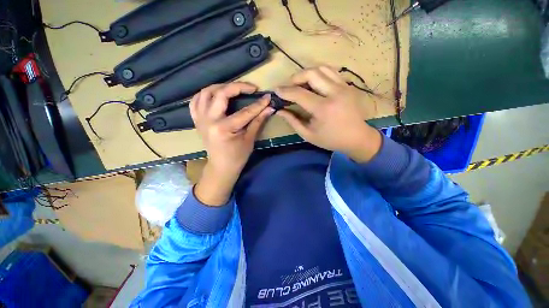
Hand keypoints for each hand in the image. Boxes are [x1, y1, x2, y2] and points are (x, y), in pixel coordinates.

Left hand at [190, 82, 273, 204]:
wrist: (221, 166)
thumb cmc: (237, 156)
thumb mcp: (249, 140)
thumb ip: (258, 122)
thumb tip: (269, 108)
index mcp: (223, 128)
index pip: (244, 112)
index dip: (258, 104)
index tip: (267, 97)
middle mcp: (209, 120)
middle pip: (221, 94)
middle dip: (238, 87)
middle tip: (251, 88)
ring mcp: (200, 119)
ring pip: (206, 92)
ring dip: (221, 87)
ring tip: (234, 89)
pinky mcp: (197, 120)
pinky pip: (195, 101)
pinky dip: (205, 94)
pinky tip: (215, 95)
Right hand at [276, 66, 381, 162]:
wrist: (357, 138)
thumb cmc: (331, 139)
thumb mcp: (308, 135)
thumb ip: (293, 121)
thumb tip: (279, 110)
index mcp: (323, 109)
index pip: (300, 94)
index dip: (285, 91)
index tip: (276, 90)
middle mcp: (334, 93)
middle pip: (311, 73)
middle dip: (296, 77)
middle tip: (289, 86)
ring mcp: (344, 87)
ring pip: (322, 69)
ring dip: (307, 73)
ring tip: (300, 83)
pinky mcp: (348, 85)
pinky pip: (331, 72)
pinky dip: (319, 74)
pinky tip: (314, 83)